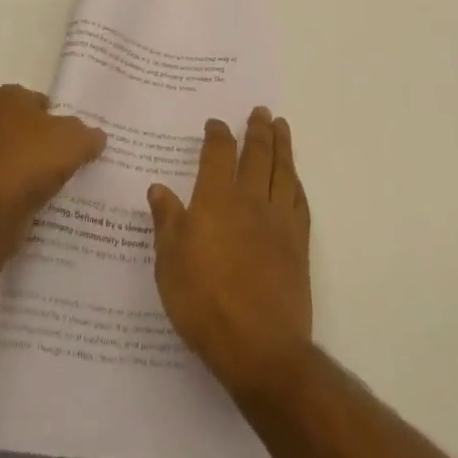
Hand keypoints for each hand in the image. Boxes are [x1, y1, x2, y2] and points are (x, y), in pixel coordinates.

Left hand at [0, 85, 105, 238]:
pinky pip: (8, 182)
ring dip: (34, 168)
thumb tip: (95, 138)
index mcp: (5, 97)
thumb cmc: (31, 158)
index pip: (39, 100)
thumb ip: (89, 135)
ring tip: (61, 182)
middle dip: (46, 142)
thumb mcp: (76, 140)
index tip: (77, 135)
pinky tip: (41, 200)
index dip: (60, 116)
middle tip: (73, 157)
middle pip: (27, 128)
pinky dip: (22, 189)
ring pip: (17, 157)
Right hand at [147, 107, 312, 398]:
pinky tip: (294, 177)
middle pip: (257, 154)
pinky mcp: (298, 243)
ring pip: (282, 170)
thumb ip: (167, 222)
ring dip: (282, 145)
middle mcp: (250, 200)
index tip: (216, 123)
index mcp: (216, 200)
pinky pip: (299, 200)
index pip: (219, 154)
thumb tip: (158, 188)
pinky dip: (295, 181)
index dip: (218, 134)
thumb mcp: (170, 264)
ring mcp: (278, 220)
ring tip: (281, 126)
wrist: (260, 346)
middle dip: (258, 129)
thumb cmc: (204, 303)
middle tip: (260, 111)